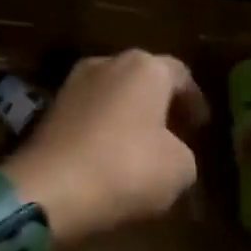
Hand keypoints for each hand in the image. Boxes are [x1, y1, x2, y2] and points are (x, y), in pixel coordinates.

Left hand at [4, 51, 208, 241]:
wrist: (50, 187)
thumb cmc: (127, 168)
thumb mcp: (180, 169)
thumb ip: (184, 153)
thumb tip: (171, 152)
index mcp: (145, 68)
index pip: (180, 75)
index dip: (194, 101)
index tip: (201, 126)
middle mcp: (108, 63)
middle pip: (143, 79)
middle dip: (159, 105)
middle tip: (174, 133)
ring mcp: (73, 83)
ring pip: (112, 95)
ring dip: (128, 116)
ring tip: (142, 147)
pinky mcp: (49, 108)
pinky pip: (88, 114)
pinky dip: (102, 129)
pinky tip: (109, 156)